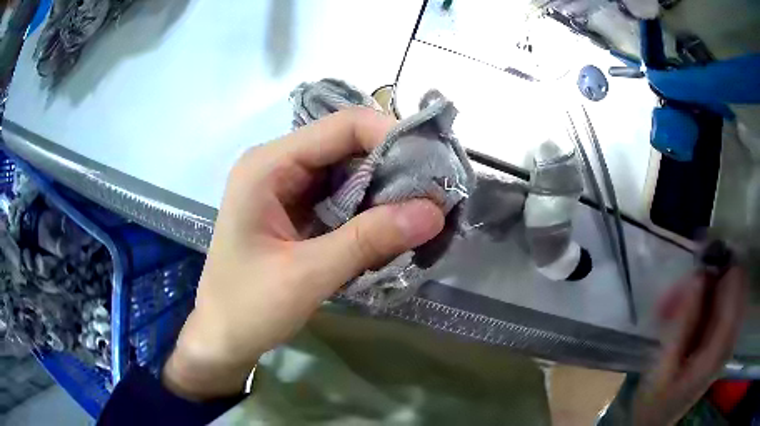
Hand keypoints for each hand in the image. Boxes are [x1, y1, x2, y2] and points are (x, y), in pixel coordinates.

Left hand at [161, 108, 444, 399]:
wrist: (223, 336)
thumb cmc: (248, 307)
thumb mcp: (308, 275)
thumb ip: (369, 240)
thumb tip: (434, 212)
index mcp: (268, 165)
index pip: (341, 127)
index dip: (390, 137)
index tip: (432, 167)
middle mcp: (278, 164)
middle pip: (347, 145)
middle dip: (393, 166)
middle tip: (434, 194)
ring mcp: (287, 186)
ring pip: (348, 171)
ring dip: (384, 189)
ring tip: (421, 210)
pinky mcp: (297, 208)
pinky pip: (342, 195)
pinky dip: (369, 208)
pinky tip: (392, 225)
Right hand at [633, 267, 747, 425]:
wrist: (656, 422)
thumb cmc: (655, 400)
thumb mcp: (662, 366)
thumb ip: (682, 323)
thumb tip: (697, 276)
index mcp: (719, 347)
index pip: (736, 285)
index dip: (723, 262)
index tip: (701, 252)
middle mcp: (730, 337)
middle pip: (734, 284)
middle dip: (712, 276)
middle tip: (682, 285)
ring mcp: (728, 337)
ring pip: (729, 290)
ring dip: (706, 288)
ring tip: (676, 301)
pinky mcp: (723, 339)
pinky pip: (723, 302)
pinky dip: (706, 298)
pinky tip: (684, 309)